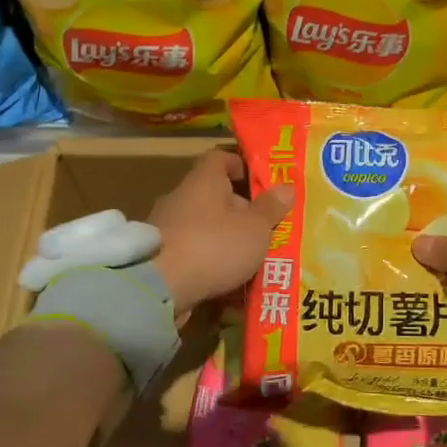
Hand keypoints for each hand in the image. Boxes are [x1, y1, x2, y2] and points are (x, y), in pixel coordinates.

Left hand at [149, 150, 292, 319]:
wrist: (159, 288)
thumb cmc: (214, 245)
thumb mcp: (255, 227)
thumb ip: (271, 208)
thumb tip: (287, 187)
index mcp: (203, 181)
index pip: (220, 158)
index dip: (241, 166)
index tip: (261, 184)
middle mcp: (181, 198)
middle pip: (213, 195)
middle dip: (239, 210)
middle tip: (265, 227)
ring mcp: (166, 228)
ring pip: (203, 226)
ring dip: (225, 239)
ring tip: (251, 258)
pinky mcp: (159, 257)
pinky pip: (191, 252)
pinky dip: (209, 262)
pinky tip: (228, 281)